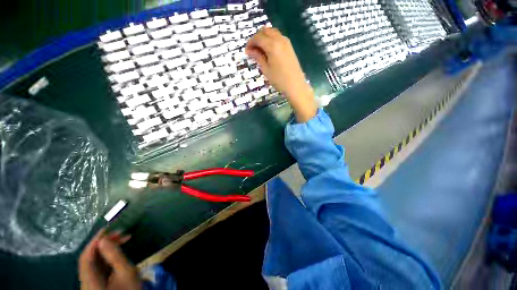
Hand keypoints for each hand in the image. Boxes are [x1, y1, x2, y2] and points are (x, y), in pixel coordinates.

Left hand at [79, 229, 141, 289]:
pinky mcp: (96, 283)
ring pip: (93, 262)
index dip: (94, 242)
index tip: (107, 228)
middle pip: (89, 259)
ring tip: (122, 239)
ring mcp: (90, 284)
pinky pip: (98, 266)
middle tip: (120, 233)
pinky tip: (117, 251)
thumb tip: (104, 239)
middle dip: (103, 244)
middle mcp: (86, 282)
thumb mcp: (126, 272)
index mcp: (90, 281)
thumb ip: (115, 256)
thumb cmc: (129, 289)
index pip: (86, 258)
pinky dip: (107, 256)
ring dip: (106, 249)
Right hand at [246, 27, 316, 121]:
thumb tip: (249, 50)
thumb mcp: (266, 69)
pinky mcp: (289, 45)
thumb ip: (258, 57)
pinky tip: (268, 50)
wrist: (295, 85)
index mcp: (272, 45)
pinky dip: (270, 39)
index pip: (258, 37)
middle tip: (252, 50)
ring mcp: (286, 41)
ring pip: (272, 32)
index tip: (247, 51)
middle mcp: (279, 39)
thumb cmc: (279, 80)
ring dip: (264, 37)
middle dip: (256, 38)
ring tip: (260, 50)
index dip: (250, 43)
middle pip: (265, 31)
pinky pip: (277, 36)